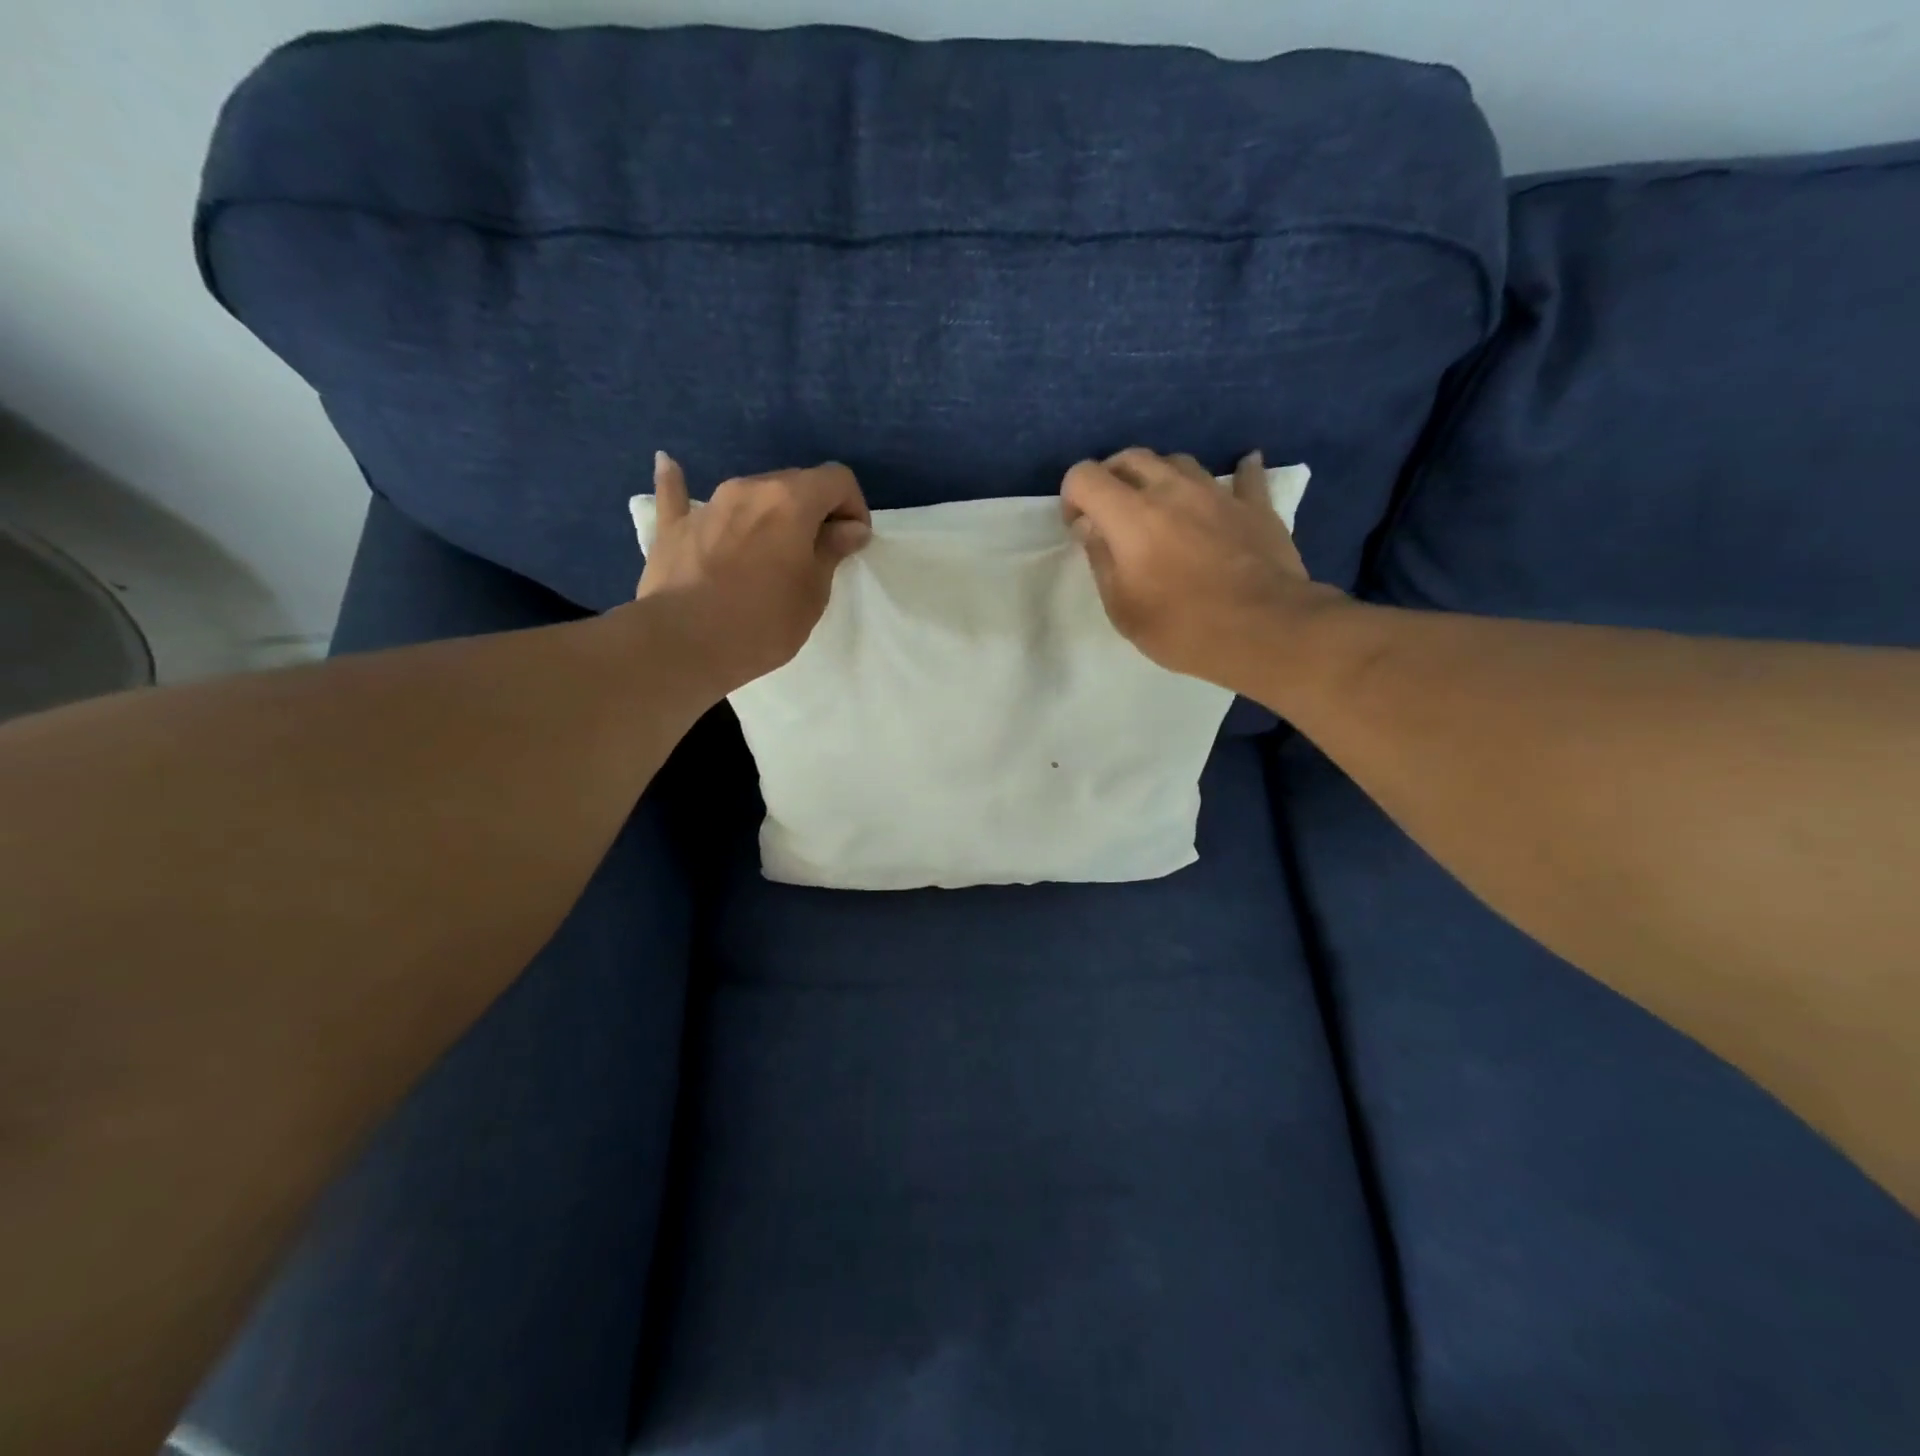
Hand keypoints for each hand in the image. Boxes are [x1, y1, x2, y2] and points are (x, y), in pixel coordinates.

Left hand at [637, 452, 871, 692]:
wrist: (685, 644)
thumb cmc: (763, 623)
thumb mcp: (813, 594)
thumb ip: (831, 551)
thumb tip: (850, 528)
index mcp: (790, 500)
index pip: (836, 479)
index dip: (854, 507)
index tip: (853, 543)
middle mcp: (749, 489)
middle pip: (794, 483)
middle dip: (814, 511)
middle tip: (818, 554)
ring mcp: (708, 505)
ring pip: (750, 494)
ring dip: (769, 513)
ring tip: (771, 548)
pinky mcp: (673, 527)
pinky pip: (678, 496)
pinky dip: (680, 483)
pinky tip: (669, 464)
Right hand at [1061, 448, 1345, 691]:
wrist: (1265, 630)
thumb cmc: (1182, 628)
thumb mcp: (1122, 609)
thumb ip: (1101, 559)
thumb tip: (1090, 526)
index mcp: (1131, 515)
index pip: (1085, 476)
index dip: (1072, 497)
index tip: (1079, 528)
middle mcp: (1171, 490)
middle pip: (1131, 458)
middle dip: (1111, 479)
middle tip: (1112, 515)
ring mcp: (1217, 493)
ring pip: (1179, 461)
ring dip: (1160, 477)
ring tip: (1162, 508)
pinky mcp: (1256, 506)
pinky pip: (1244, 477)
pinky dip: (1235, 475)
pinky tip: (1240, 472)